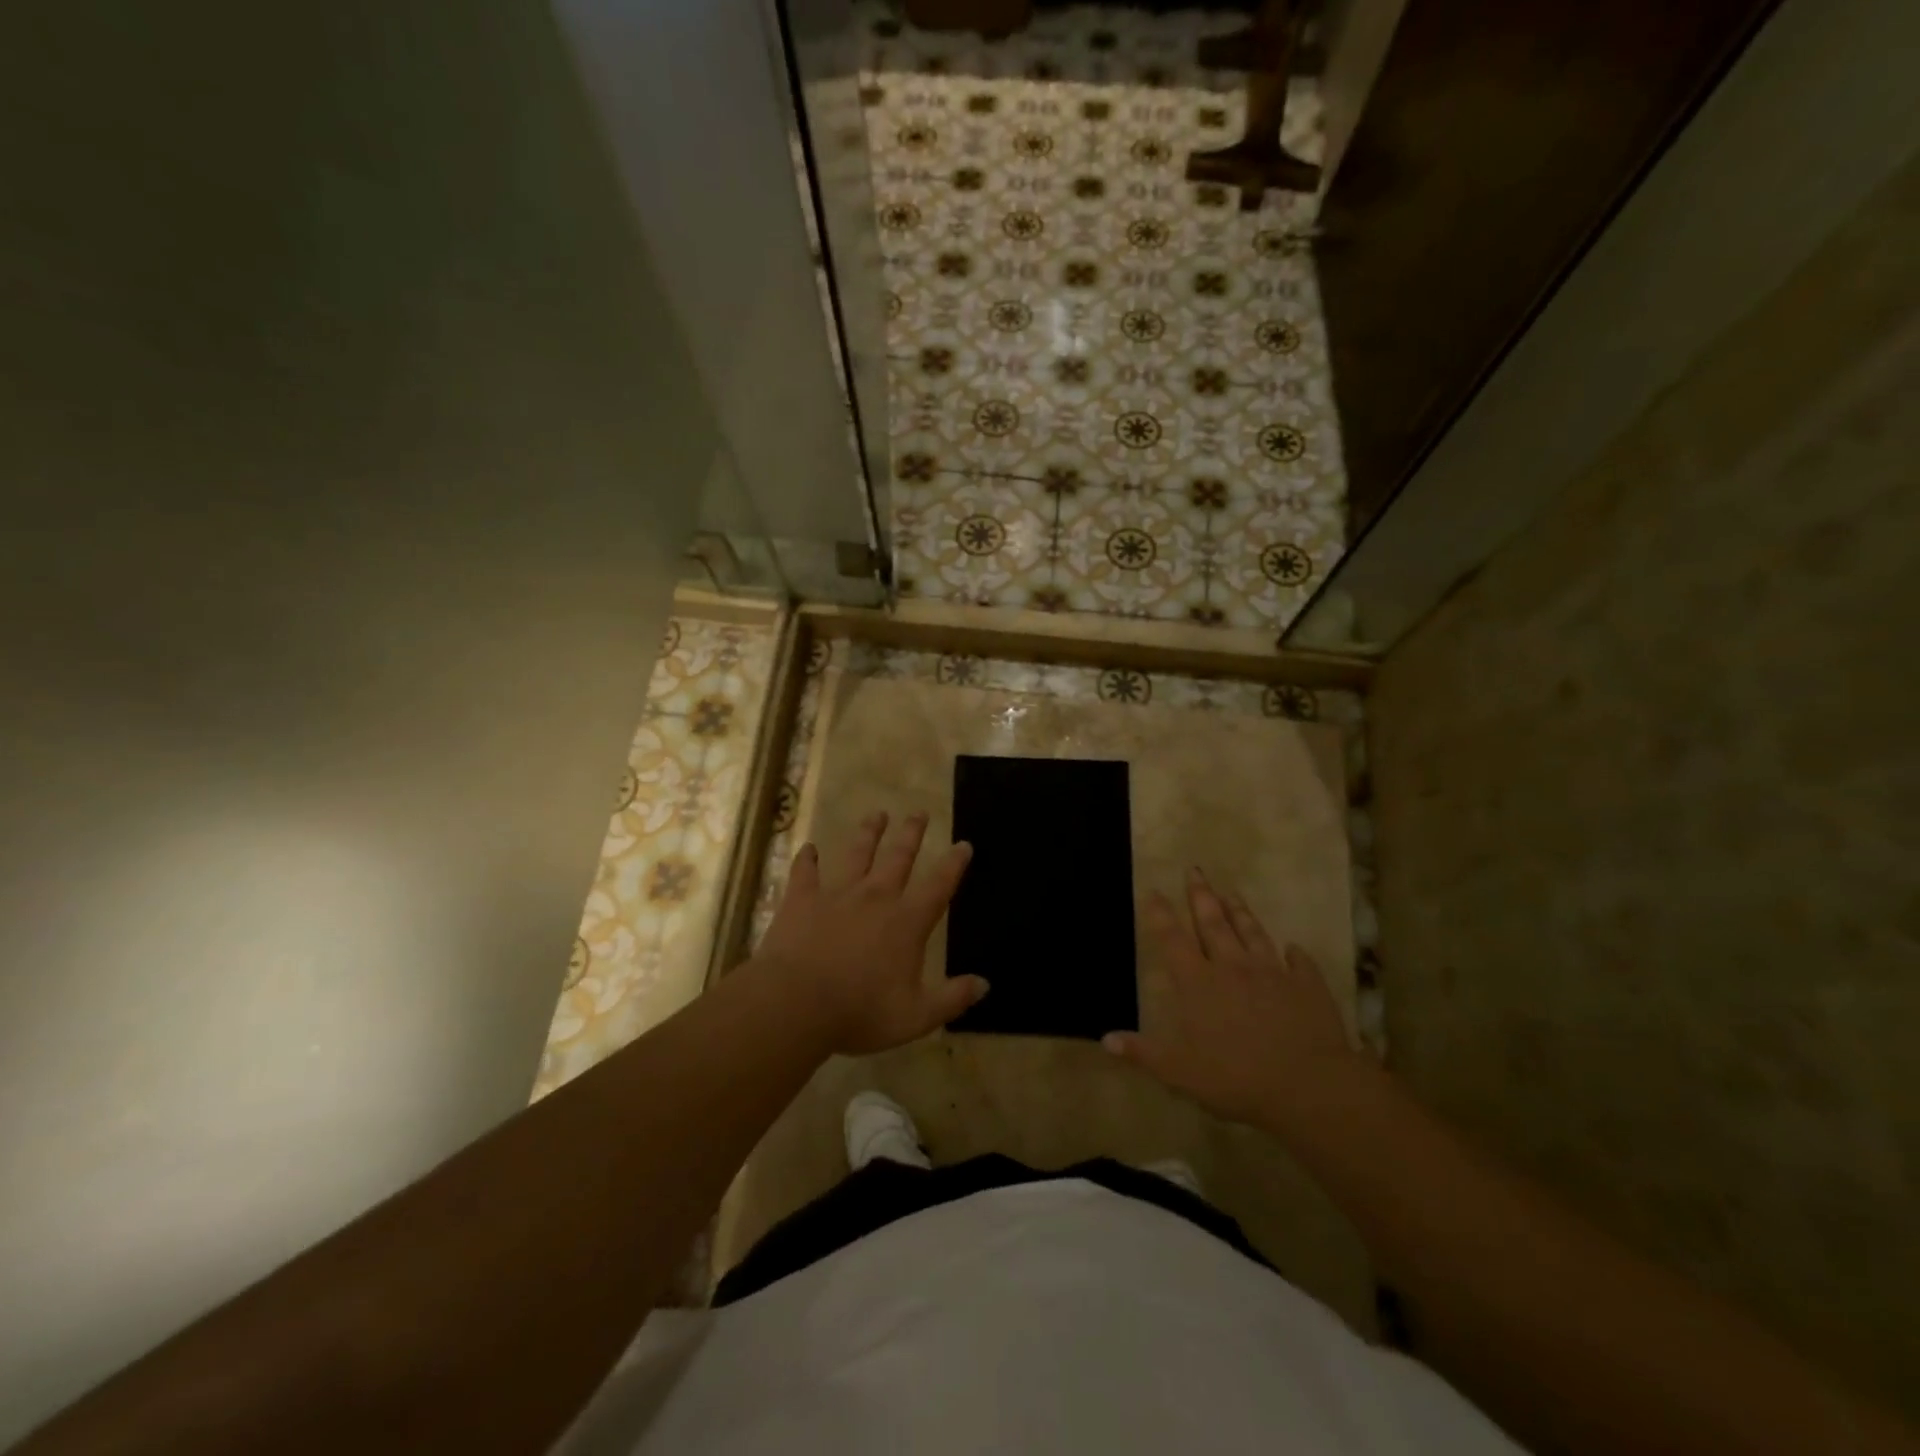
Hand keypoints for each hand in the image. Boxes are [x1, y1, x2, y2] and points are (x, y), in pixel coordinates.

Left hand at [755, 810, 986, 1055]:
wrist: (796, 1003)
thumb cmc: (860, 1012)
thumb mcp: (916, 1016)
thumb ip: (952, 999)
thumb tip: (985, 985)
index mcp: (906, 922)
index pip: (938, 886)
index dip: (954, 864)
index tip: (963, 844)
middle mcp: (876, 897)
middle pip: (898, 857)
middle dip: (911, 834)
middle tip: (919, 812)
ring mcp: (837, 894)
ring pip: (857, 854)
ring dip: (868, 833)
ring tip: (877, 814)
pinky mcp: (802, 899)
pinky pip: (805, 872)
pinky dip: (807, 859)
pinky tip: (808, 849)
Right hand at [1105, 868, 1367, 1129]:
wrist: (1309, 1084)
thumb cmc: (1236, 1077)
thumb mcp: (1179, 1072)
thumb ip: (1143, 1053)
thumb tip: (1105, 1039)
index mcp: (1198, 983)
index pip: (1173, 940)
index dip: (1161, 915)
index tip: (1154, 891)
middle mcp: (1232, 967)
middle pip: (1213, 923)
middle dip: (1201, 896)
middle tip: (1195, 870)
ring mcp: (1272, 973)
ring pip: (1253, 933)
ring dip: (1241, 912)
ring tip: (1232, 892)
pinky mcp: (1307, 987)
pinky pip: (1299, 964)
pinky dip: (1295, 954)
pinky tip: (1294, 947)